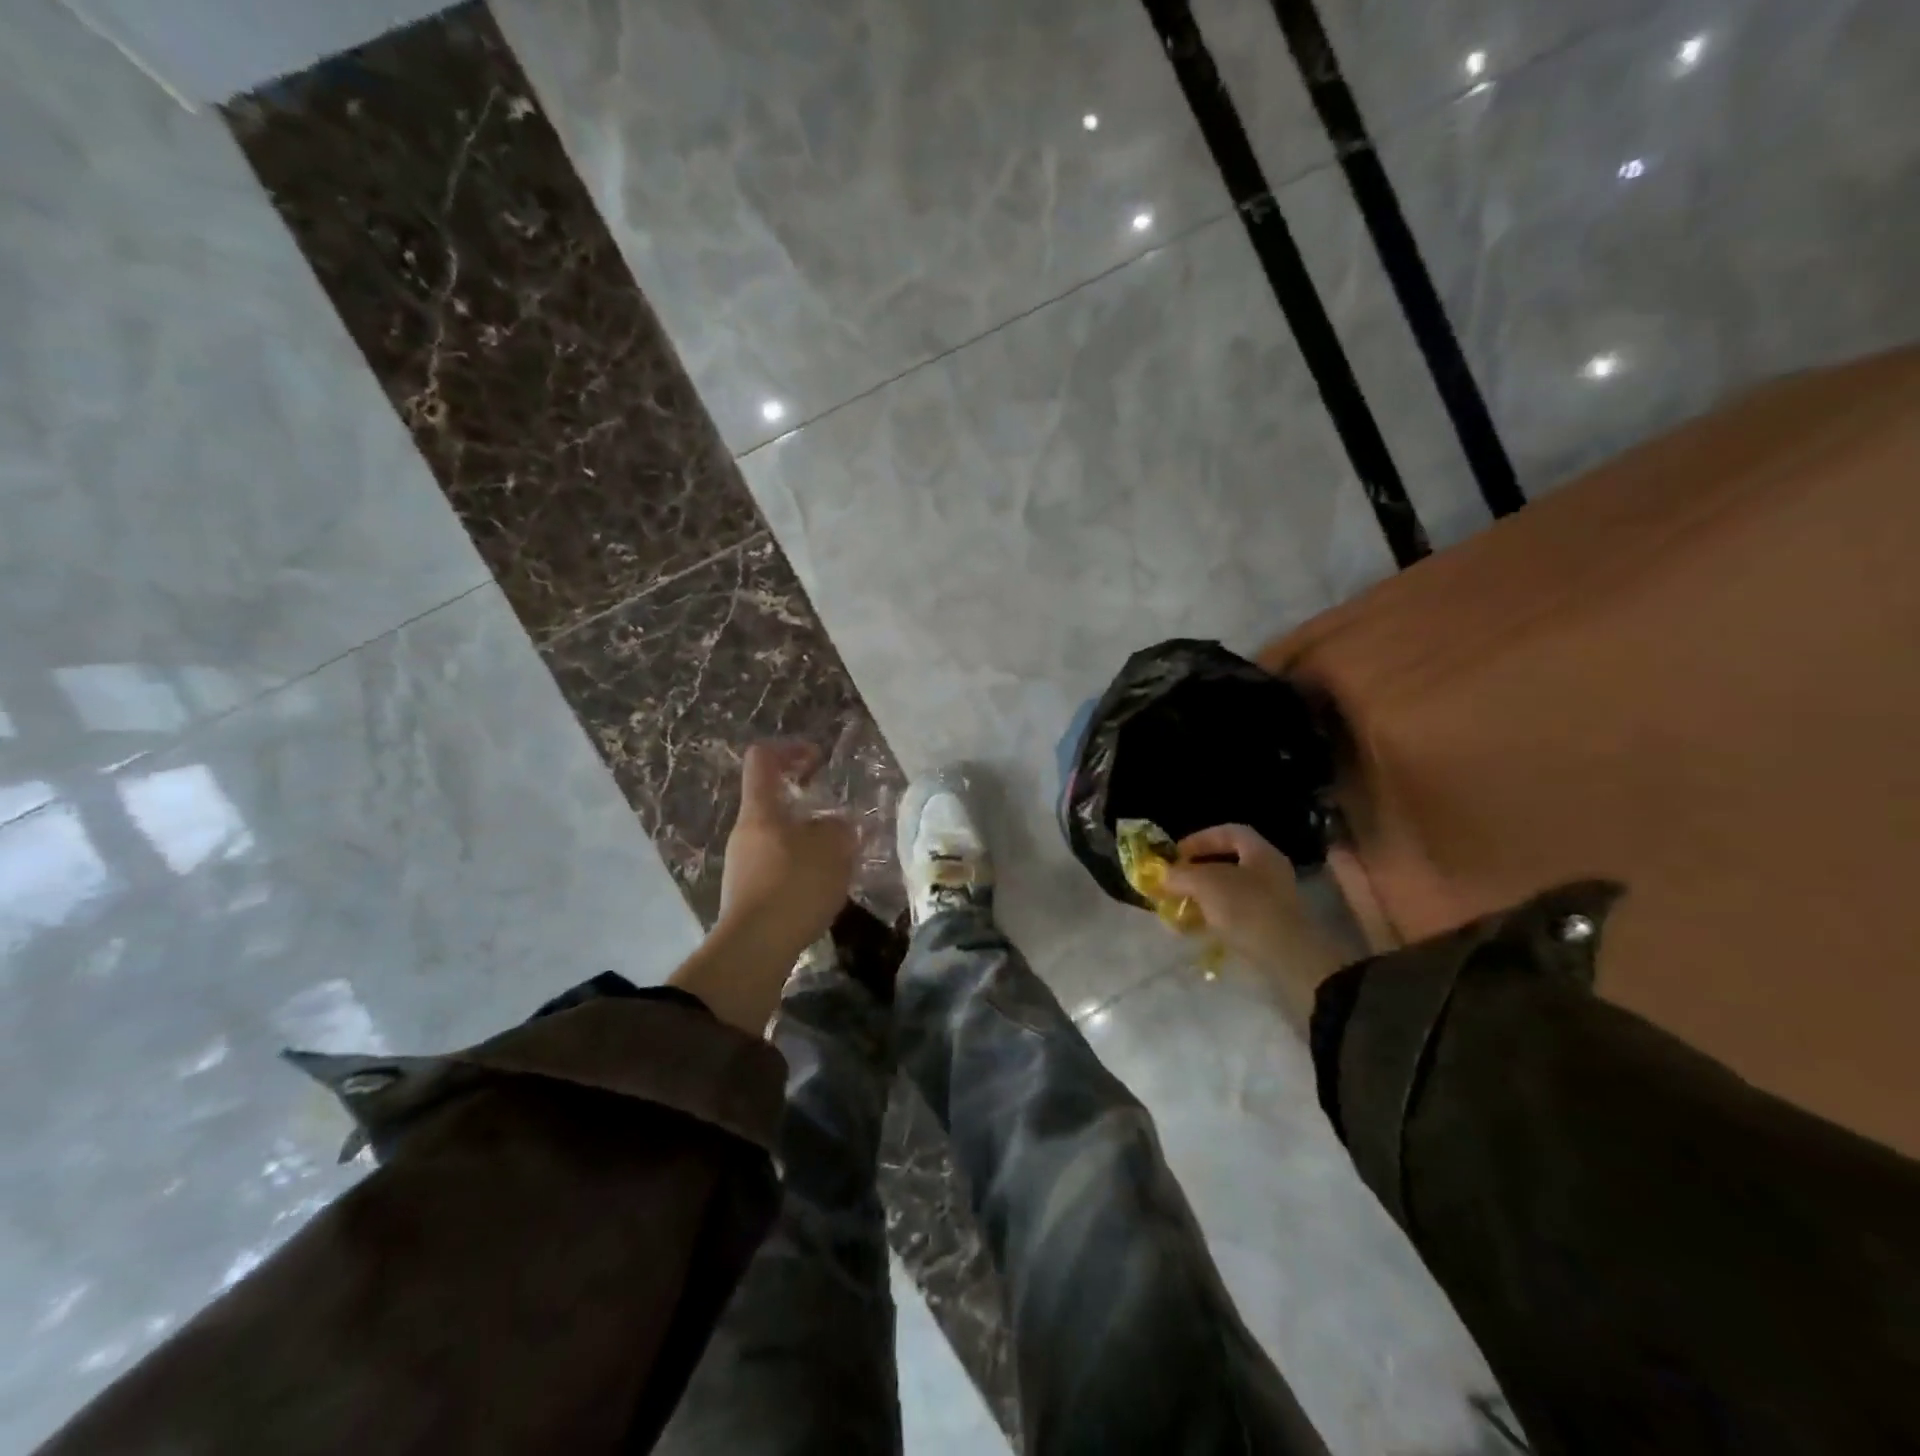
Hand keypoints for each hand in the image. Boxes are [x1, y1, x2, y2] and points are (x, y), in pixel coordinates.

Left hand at [716, 740, 856, 963]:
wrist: (756, 948)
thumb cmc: (794, 885)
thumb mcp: (833, 848)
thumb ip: (839, 828)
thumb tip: (836, 826)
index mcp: (761, 810)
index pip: (763, 759)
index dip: (790, 750)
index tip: (818, 759)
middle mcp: (745, 832)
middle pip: (771, 801)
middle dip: (807, 804)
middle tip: (838, 819)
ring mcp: (742, 865)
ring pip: (778, 837)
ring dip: (807, 840)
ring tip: (838, 859)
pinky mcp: (747, 894)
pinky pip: (777, 867)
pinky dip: (801, 868)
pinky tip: (822, 888)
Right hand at [1162, 824, 1340, 1020]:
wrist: (1287, 958)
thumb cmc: (1247, 909)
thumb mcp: (1206, 883)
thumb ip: (1182, 874)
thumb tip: (1165, 875)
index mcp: (1261, 853)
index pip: (1229, 832)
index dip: (1200, 838)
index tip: (1176, 853)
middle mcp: (1269, 873)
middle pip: (1228, 862)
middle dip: (1197, 870)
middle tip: (1174, 880)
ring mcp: (1270, 902)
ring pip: (1229, 890)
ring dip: (1202, 896)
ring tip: (1179, 906)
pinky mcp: (1266, 927)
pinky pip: (1234, 914)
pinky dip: (1212, 917)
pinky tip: (1195, 927)